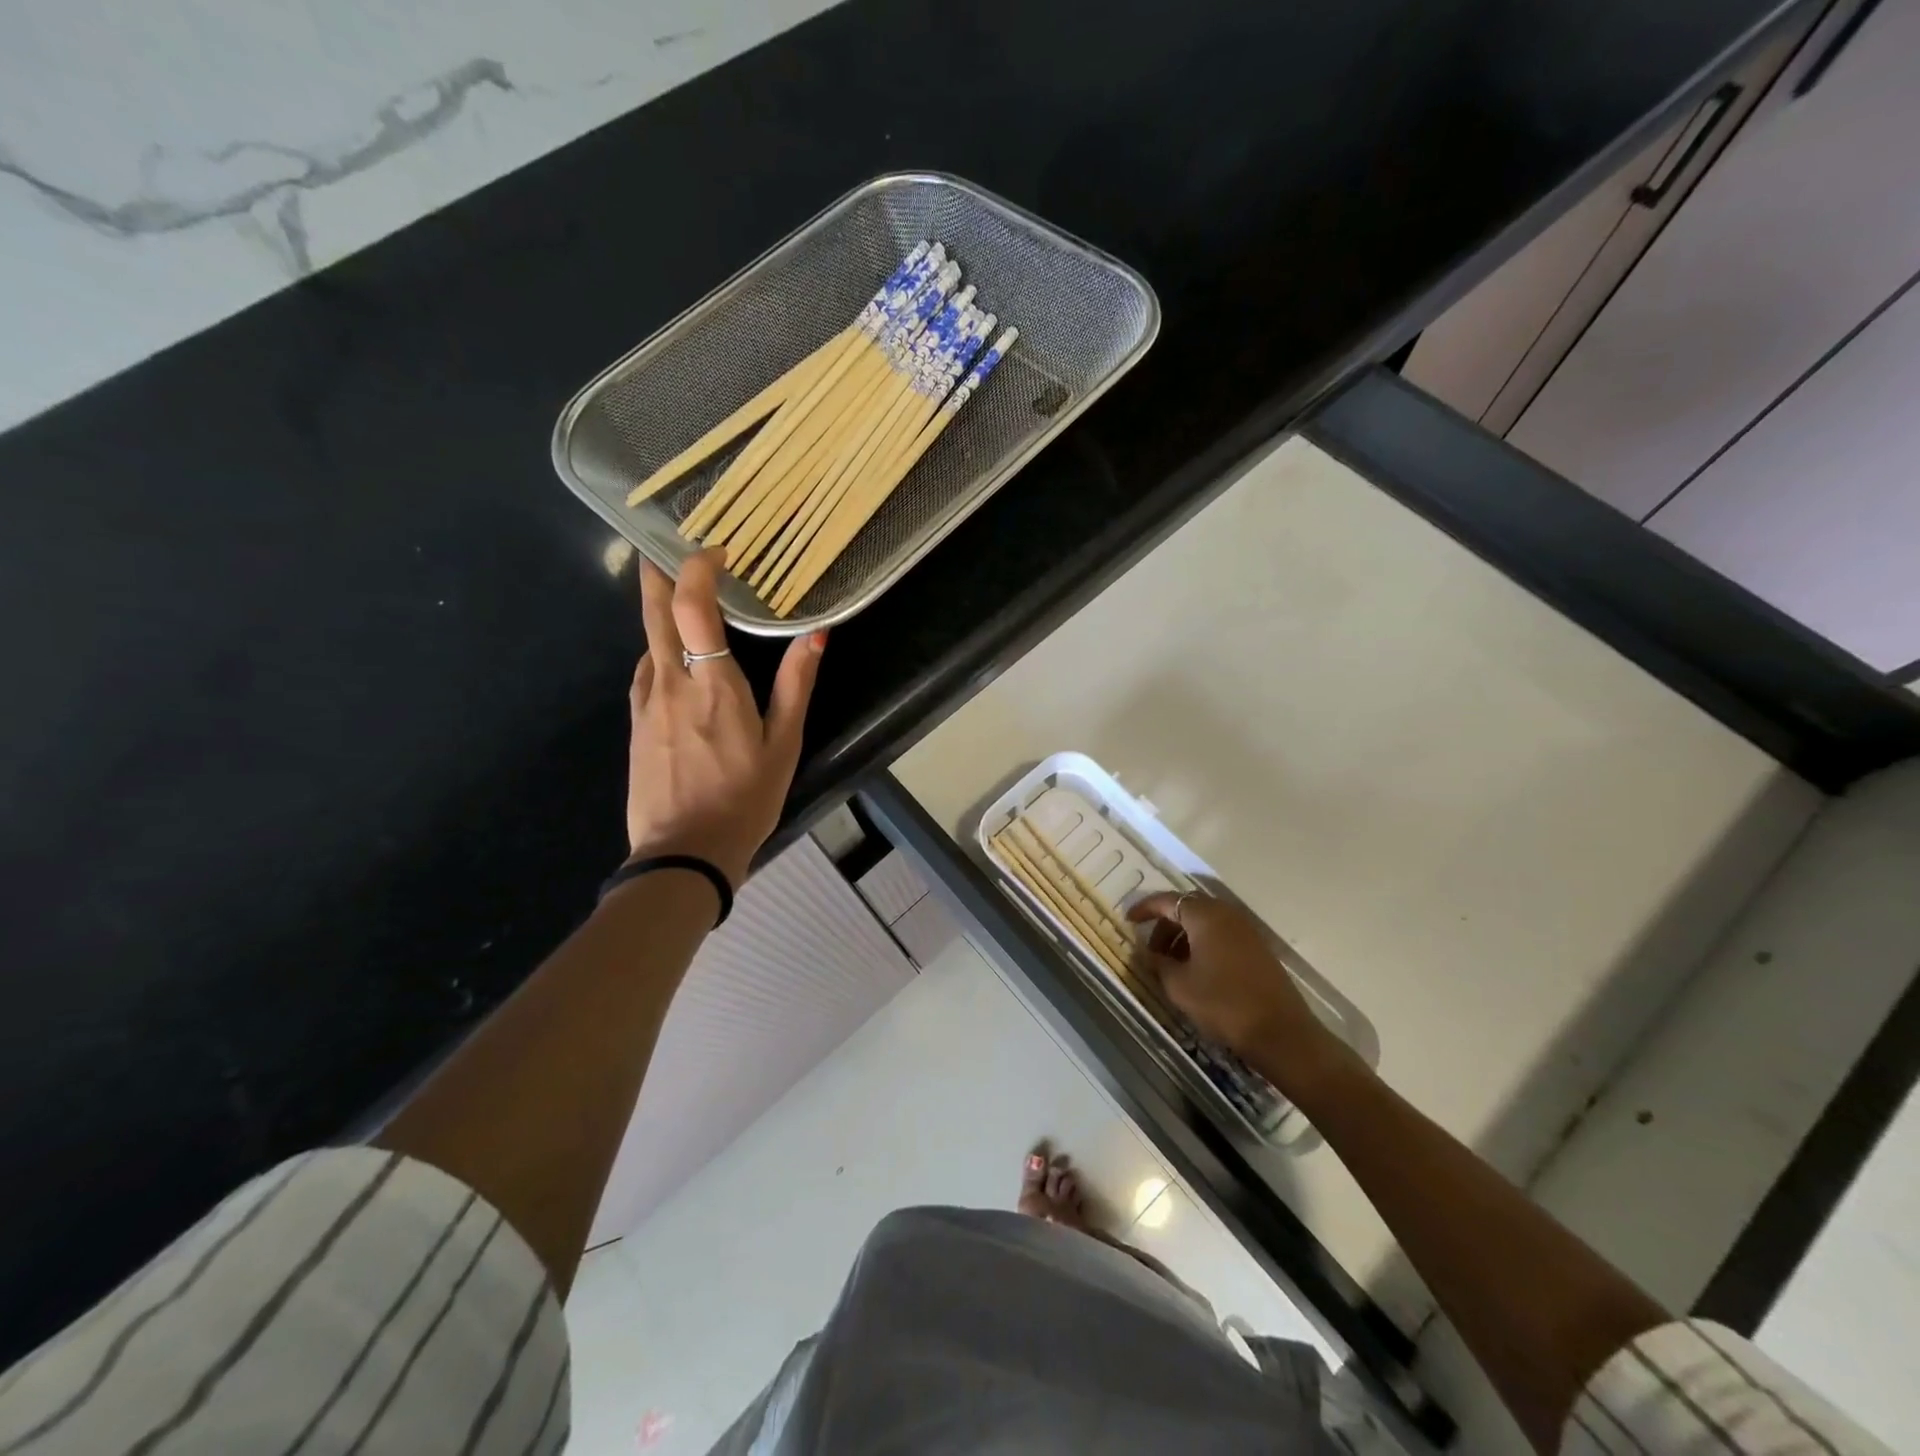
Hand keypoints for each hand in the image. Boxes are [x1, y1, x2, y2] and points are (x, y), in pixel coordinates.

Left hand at [625, 551, 824, 888]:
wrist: (684, 854)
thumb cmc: (745, 798)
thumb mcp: (784, 744)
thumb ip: (796, 684)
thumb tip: (817, 634)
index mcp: (713, 685)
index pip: (692, 606)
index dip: (697, 567)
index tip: (716, 552)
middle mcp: (671, 683)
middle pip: (654, 612)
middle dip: (659, 573)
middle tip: (665, 546)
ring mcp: (646, 704)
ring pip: (647, 642)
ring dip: (659, 613)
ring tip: (676, 599)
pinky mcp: (634, 725)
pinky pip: (645, 673)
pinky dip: (657, 652)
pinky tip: (671, 660)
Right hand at [1127, 892, 1351, 1093]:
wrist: (1281, 1034)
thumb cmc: (1223, 1004)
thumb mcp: (1179, 985)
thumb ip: (1157, 963)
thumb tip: (1145, 952)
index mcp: (1204, 916)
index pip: (1167, 901)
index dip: (1144, 909)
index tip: (1128, 921)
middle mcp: (1226, 914)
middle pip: (1187, 908)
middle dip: (1164, 925)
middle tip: (1150, 950)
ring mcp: (1245, 931)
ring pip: (1205, 923)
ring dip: (1183, 937)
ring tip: (1170, 965)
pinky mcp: (1257, 949)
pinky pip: (1221, 935)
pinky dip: (1203, 945)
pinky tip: (1196, 971)